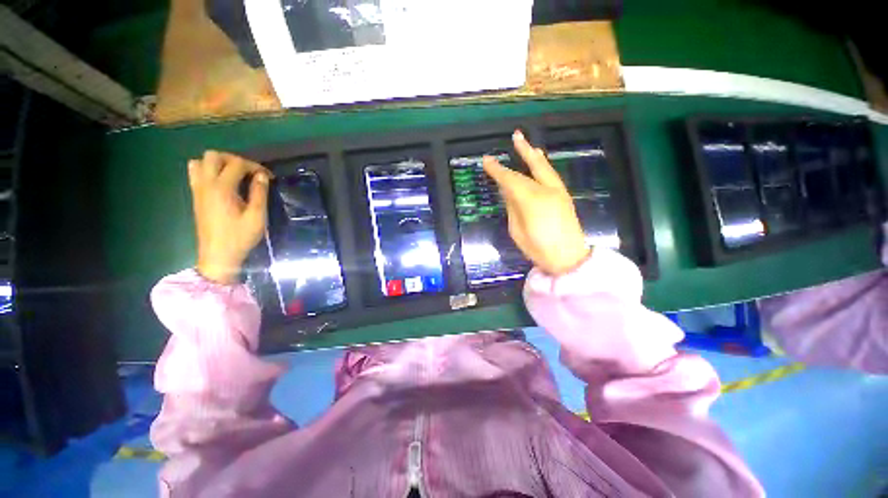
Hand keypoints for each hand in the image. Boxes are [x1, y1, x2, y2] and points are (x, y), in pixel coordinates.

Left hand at [188, 151, 271, 283]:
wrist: (218, 255)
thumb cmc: (240, 237)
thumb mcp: (257, 217)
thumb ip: (259, 193)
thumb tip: (261, 176)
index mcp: (222, 188)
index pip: (237, 164)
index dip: (255, 166)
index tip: (268, 177)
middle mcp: (206, 184)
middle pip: (213, 156)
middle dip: (233, 159)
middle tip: (249, 171)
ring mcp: (198, 190)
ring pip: (199, 162)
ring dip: (217, 163)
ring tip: (233, 174)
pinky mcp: (196, 197)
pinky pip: (195, 173)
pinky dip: (208, 170)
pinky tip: (223, 183)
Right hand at [483, 131, 590, 275]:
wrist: (569, 258)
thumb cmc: (538, 248)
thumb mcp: (517, 230)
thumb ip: (512, 207)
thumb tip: (508, 191)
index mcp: (531, 200)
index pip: (510, 179)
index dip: (497, 170)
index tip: (486, 160)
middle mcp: (546, 190)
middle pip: (530, 167)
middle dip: (522, 151)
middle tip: (516, 135)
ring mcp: (558, 192)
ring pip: (544, 168)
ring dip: (534, 155)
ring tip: (528, 144)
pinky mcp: (564, 196)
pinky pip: (550, 175)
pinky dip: (543, 165)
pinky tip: (540, 160)